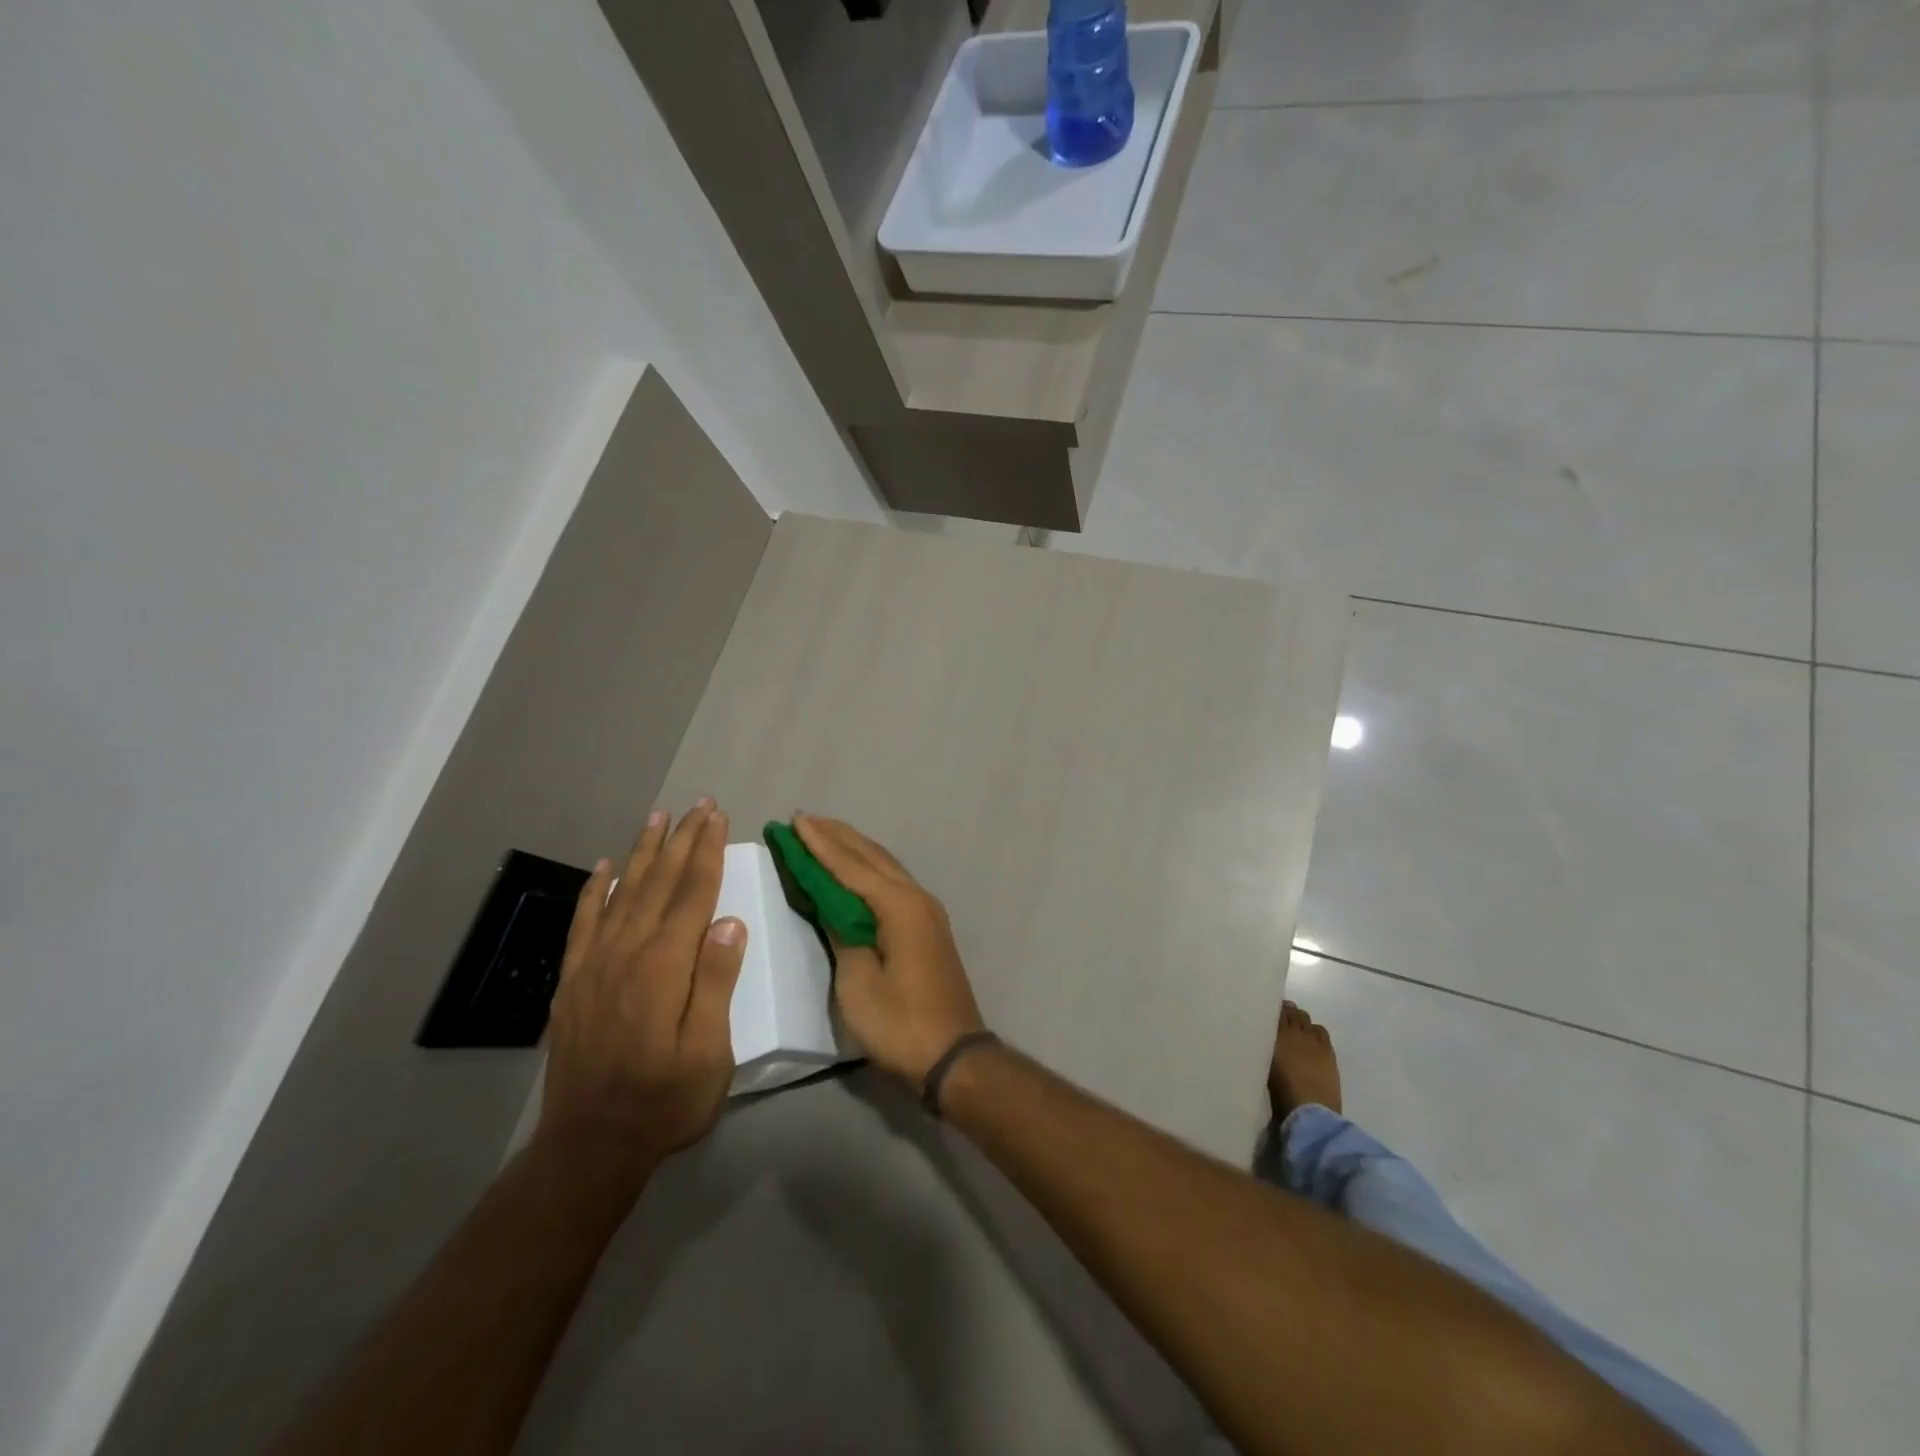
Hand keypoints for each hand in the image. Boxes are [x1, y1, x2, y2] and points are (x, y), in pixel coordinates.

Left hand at [534, 800, 746, 1188]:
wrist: (589, 1147)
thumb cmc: (664, 1101)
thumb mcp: (709, 1052)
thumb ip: (716, 983)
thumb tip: (729, 922)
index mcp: (664, 967)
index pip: (692, 894)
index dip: (707, 852)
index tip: (718, 818)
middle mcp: (627, 953)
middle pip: (659, 883)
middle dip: (682, 840)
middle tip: (699, 805)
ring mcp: (594, 965)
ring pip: (623, 893)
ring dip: (644, 852)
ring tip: (658, 818)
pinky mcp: (573, 981)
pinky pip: (584, 922)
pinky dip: (595, 890)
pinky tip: (605, 867)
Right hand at [794, 814, 985, 1086]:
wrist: (954, 1056)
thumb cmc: (900, 1023)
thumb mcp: (858, 983)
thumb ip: (843, 934)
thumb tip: (832, 904)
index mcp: (899, 906)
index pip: (851, 866)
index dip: (820, 844)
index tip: (795, 821)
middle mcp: (917, 898)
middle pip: (872, 857)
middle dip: (837, 837)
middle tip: (804, 819)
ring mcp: (927, 912)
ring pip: (885, 867)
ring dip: (854, 849)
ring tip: (825, 833)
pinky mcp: (927, 928)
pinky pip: (892, 884)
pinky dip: (868, 870)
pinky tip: (855, 870)